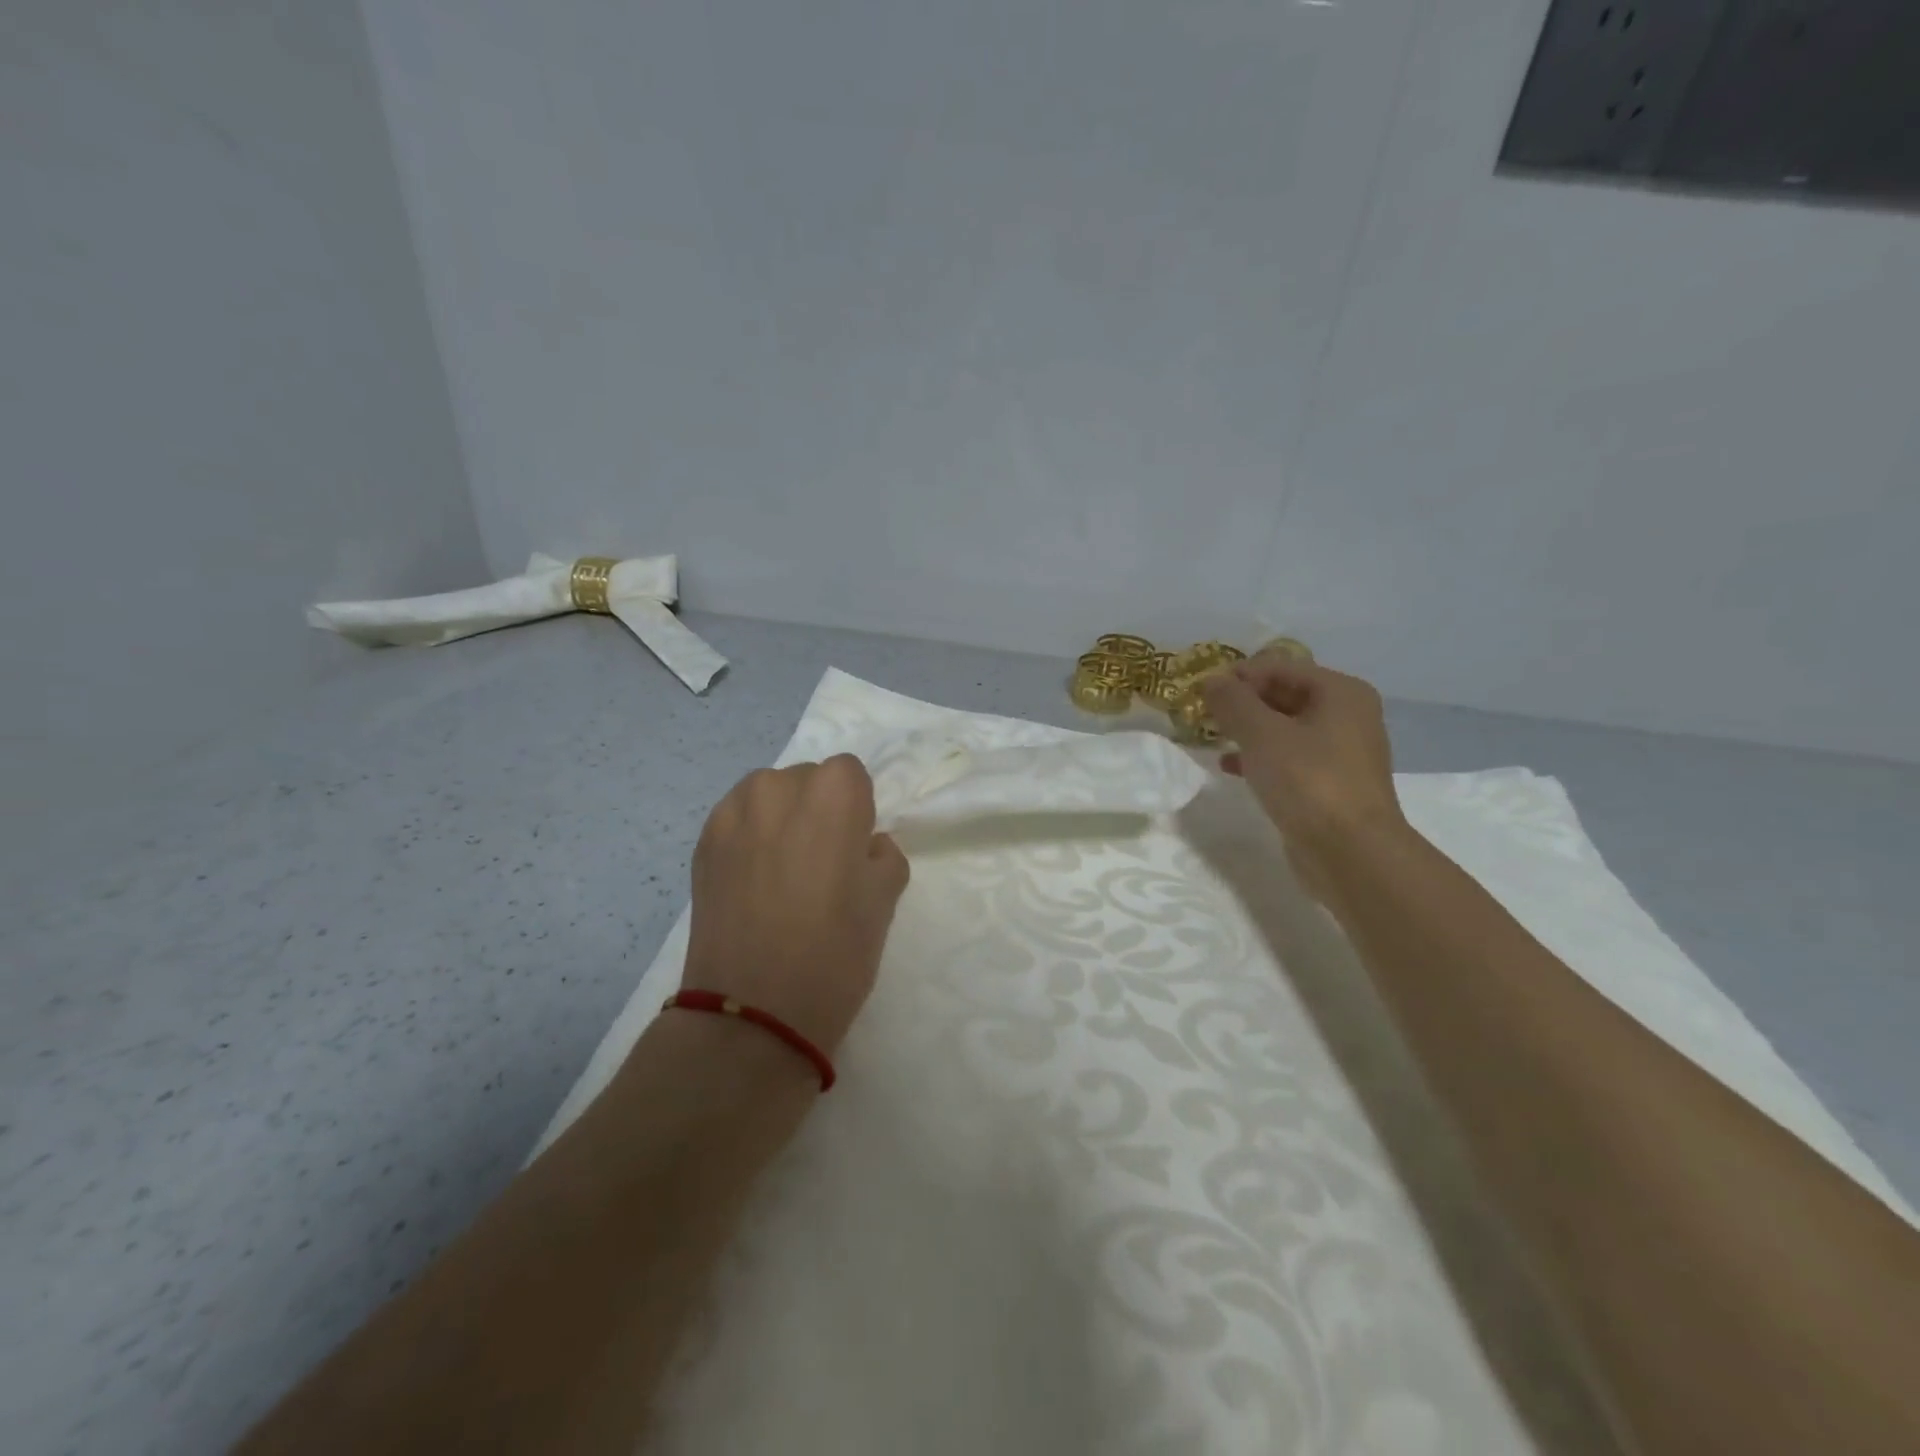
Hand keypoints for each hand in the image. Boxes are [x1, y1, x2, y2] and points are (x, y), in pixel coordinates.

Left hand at [683, 755, 909, 1052]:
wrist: (752, 1010)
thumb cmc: (835, 952)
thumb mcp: (885, 900)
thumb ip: (883, 854)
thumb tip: (864, 846)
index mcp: (832, 791)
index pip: (850, 774)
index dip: (856, 810)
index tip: (853, 849)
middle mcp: (779, 786)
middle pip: (806, 780)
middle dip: (816, 809)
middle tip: (819, 864)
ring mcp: (733, 812)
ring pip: (768, 797)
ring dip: (779, 819)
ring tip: (780, 873)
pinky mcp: (701, 842)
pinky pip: (737, 821)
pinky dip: (749, 838)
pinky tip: (752, 883)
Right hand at [1201, 652, 1407, 902]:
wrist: (1350, 853)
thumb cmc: (1308, 781)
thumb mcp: (1261, 734)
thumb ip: (1232, 702)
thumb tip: (1211, 680)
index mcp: (1340, 692)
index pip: (1279, 667)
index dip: (1238, 675)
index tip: (1201, 692)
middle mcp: (1347, 715)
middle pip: (1283, 694)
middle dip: (1242, 703)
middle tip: (1203, 715)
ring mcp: (1340, 751)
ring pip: (1283, 728)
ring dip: (1247, 730)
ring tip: (1212, 738)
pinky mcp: (1329, 783)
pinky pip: (1288, 757)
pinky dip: (1259, 757)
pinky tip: (1229, 767)